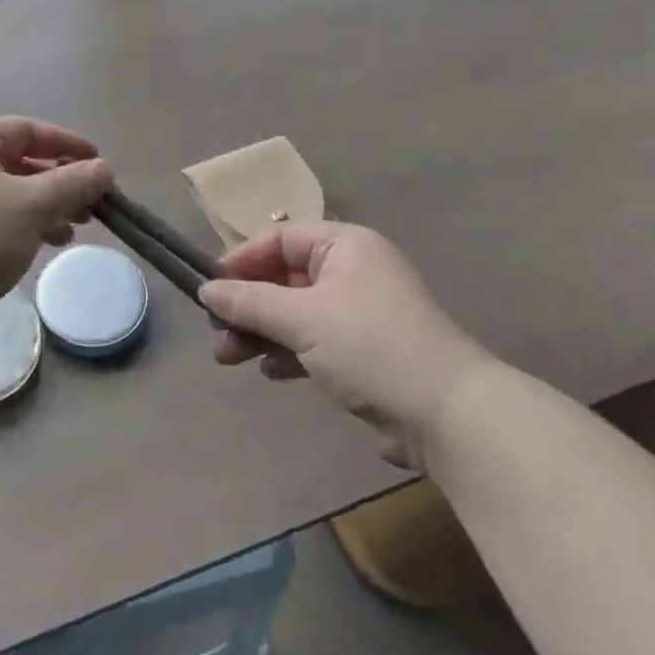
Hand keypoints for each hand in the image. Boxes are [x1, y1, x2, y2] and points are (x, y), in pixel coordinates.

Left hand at [0, 118, 113, 333]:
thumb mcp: (31, 203)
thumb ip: (72, 183)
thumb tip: (104, 169)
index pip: (27, 130)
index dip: (67, 144)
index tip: (100, 164)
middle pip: (21, 163)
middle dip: (61, 182)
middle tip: (94, 204)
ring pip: (12, 195)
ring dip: (48, 207)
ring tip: (77, 228)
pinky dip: (27, 226)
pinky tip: (50, 243)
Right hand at [200, 223, 494, 469]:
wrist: (447, 415)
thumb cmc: (369, 346)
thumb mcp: (302, 319)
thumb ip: (250, 301)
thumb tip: (207, 289)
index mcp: (346, 246)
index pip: (281, 239)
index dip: (243, 260)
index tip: (211, 288)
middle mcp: (354, 272)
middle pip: (285, 279)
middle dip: (247, 306)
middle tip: (215, 333)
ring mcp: (361, 314)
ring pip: (296, 314)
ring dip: (261, 333)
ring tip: (228, 358)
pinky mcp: (366, 353)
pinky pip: (315, 342)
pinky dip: (289, 352)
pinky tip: (271, 373)